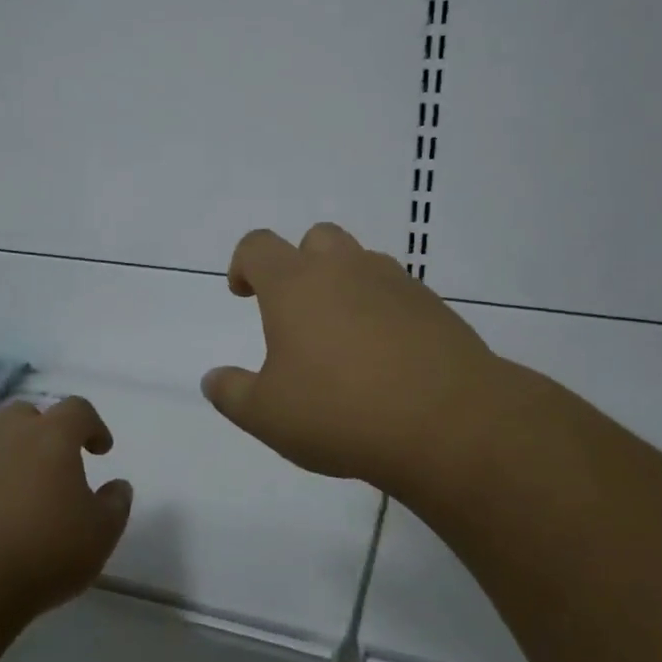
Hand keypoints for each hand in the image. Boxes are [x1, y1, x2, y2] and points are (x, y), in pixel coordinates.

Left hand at [0, 397, 131, 618]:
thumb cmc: (43, 552)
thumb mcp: (100, 535)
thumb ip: (115, 504)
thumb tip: (117, 487)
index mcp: (50, 436)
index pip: (77, 409)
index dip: (92, 426)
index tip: (100, 451)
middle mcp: (5, 433)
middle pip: (26, 414)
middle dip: (42, 432)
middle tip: (53, 465)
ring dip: (5, 454)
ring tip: (14, 490)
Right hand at [201, 223, 499, 496]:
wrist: (447, 422)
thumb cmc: (340, 412)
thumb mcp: (267, 415)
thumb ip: (232, 393)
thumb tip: (213, 379)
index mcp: (296, 285)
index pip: (258, 246)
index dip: (244, 264)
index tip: (243, 294)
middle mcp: (345, 269)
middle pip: (316, 239)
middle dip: (299, 265)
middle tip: (296, 312)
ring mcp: (395, 283)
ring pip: (361, 262)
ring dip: (344, 285)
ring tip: (343, 338)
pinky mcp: (434, 306)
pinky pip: (397, 293)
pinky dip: (382, 310)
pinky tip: (385, 357)